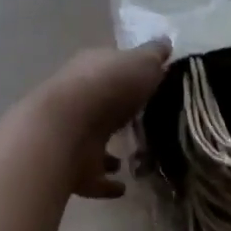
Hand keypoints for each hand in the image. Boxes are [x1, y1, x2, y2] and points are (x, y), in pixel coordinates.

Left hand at [24, 41, 170, 197]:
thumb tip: (165, 42)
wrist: (65, 131)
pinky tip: (123, 188)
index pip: (112, 66)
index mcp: (92, 67)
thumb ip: (154, 55)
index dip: (131, 72)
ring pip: (94, 140)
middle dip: (119, 112)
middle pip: (102, 103)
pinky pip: (94, 176)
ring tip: (135, 157)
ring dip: (111, 150)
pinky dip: (106, 183)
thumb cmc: (108, 87)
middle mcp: (78, 98)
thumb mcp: (141, 61)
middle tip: (145, 121)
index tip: (152, 83)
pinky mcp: (72, 168)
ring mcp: (72, 134)